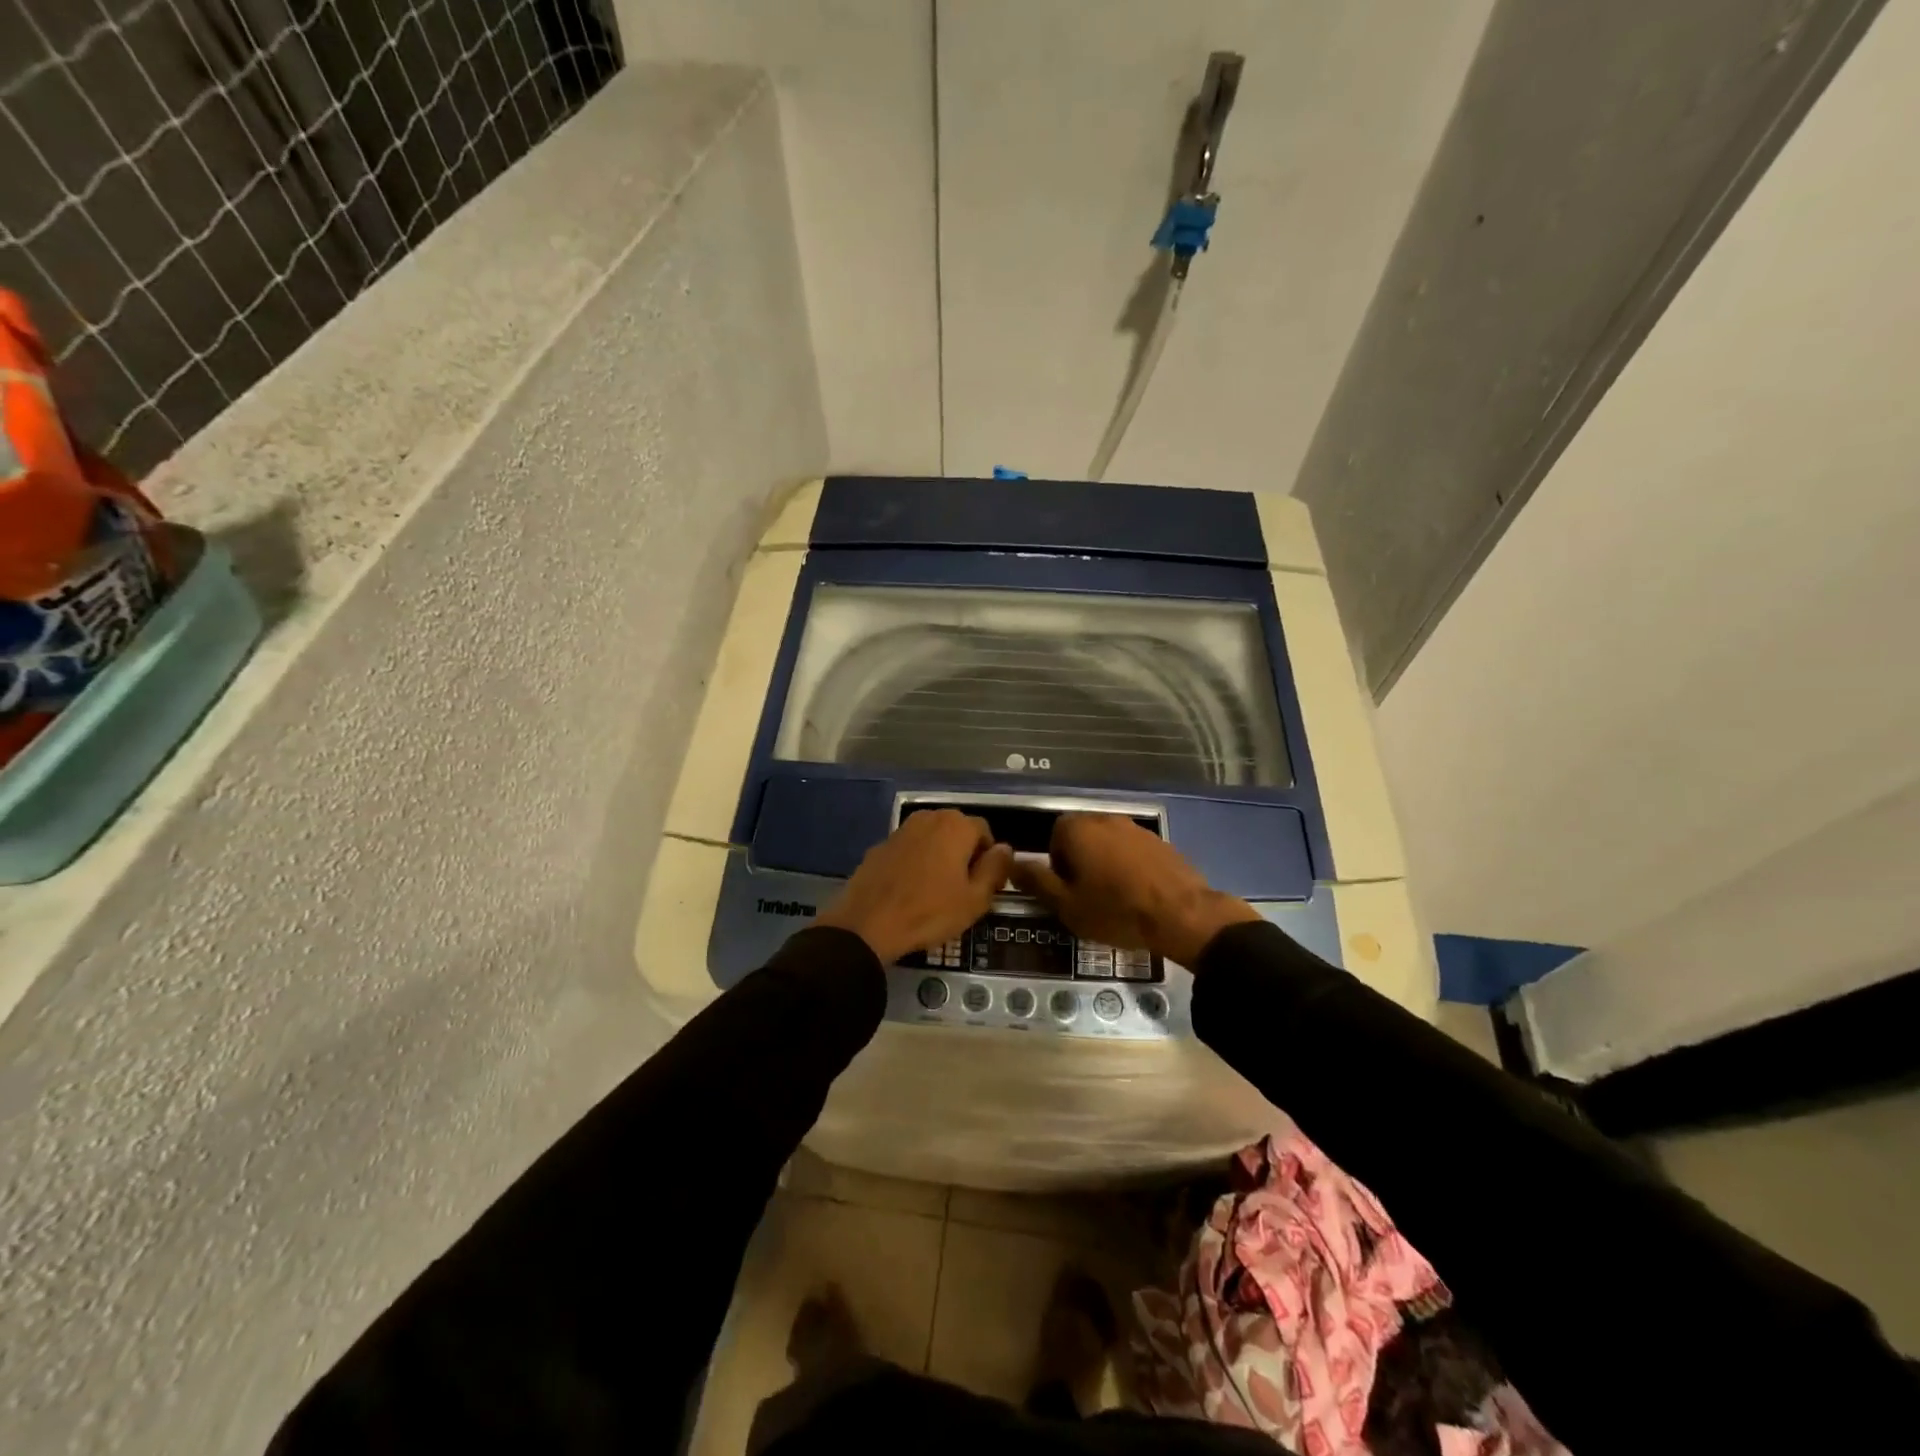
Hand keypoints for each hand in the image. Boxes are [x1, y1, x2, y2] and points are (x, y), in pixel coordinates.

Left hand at [817, 810, 1013, 964]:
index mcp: (956, 825)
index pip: (985, 833)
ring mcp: (901, 829)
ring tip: (936, 890)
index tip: (983, 886)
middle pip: (958, 832)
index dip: (989, 859)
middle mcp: (929, 817)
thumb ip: (996, 869)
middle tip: (962, 890)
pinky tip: (910, 890)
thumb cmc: (929, 912)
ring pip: (932, 839)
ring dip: (939, 857)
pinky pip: (909, 849)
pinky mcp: (880, 845)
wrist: (868, 924)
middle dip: (964, 855)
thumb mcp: (975, 899)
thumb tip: (1005, 849)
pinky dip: (915, 862)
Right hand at [1009, 813, 1260, 967]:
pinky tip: (1139, 894)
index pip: (1054, 837)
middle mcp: (1106, 818)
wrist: (1182, 914)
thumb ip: (1037, 881)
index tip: (1068, 892)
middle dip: (1081, 863)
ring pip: (1109, 843)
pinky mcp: (1160, 841)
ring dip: (1106, 864)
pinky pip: (1134, 851)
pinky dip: (1131, 867)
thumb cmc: (1115, 910)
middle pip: (1082, 837)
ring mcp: (1137, 827)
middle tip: (1088, 897)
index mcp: (1078, 829)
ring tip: (1115, 898)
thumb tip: (1013, 863)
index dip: (1057, 866)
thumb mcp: (1067, 905)